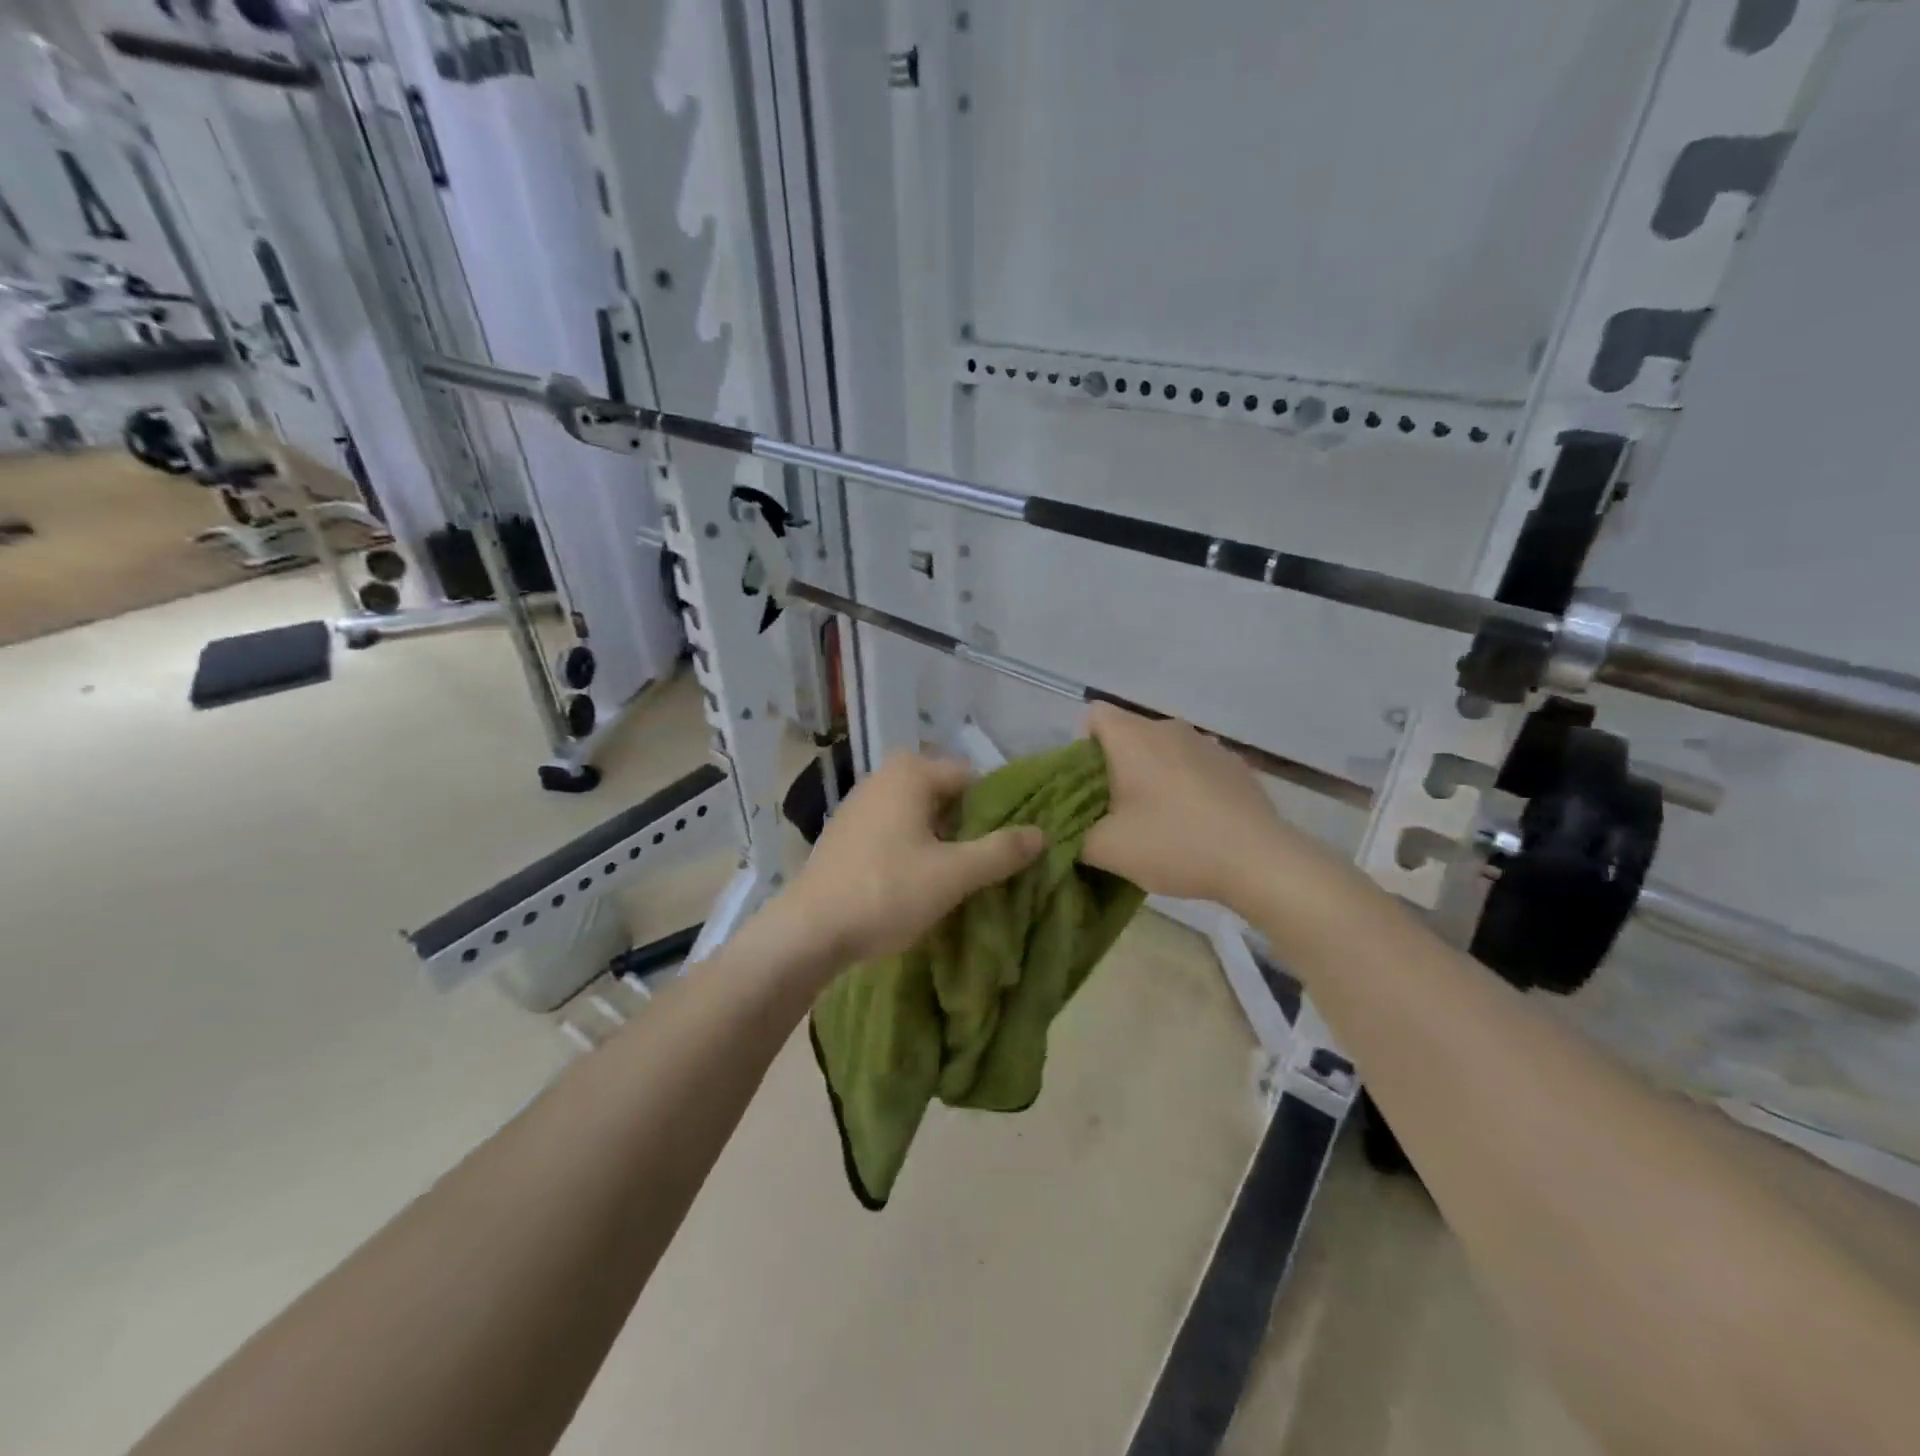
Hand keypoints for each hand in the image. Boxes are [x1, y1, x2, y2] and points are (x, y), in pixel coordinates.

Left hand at [782, 751, 1043, 964]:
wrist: (808, 931)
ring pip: (919, 815)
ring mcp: (859, 804)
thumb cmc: (886, 892)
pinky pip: (894, 830)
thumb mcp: (953, 874)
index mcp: (910, 772)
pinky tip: (917, 882)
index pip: (973, 778)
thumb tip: (1042, 833)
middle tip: (986, 866)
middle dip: (969, 827)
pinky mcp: (846, 832)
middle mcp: (883, 777)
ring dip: (942, 840)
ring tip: (958, 878)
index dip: (997, 810)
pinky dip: (913, 848)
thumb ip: (1001, 851)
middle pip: (946, 796)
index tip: (1009, 846)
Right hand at [1081, 703, 1315, 908]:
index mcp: (1133, 738)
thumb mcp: (1107, 849)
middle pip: (1127, 734)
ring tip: (1156, 819)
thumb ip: (1072, 834)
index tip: (1087, 786)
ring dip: (1151, 775)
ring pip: (1162, 750)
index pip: (1093, 715)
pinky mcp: (1234, 764)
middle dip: (1115, 766)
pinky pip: (1193, 764)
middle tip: (1114, 811)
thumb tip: (1061, 829)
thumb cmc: (1174, 844)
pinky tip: (1194, 821)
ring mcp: (1206, 743)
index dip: (1082, 746)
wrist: (1259, 861)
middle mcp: (1168, 728)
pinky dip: (1184, 783)